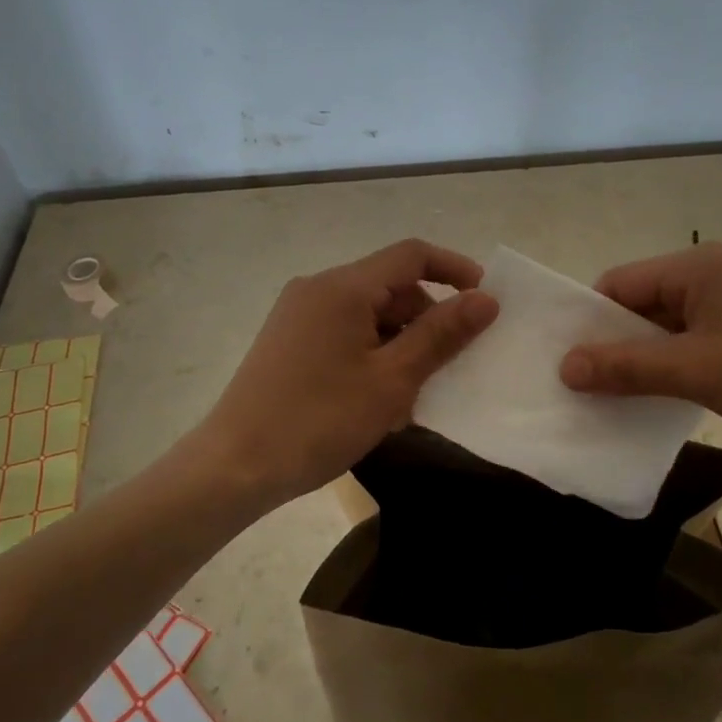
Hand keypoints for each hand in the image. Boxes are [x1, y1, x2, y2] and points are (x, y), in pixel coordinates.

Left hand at [196, 239, 498, 505]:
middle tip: (450, 363)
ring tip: (414, 390)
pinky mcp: (287, 340)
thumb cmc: (320, 420)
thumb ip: (441, 334)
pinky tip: (378, 394)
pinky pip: (344, 331)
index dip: (453, 268)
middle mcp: (317, 288)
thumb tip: (486, 299)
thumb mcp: (392, 380)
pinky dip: (372, 351)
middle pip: (389, 285)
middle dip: (427, 316)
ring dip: (400, 340)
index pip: (411, 255)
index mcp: (343, 287)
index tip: (485, 299)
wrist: (235, 466)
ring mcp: (297, 314)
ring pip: (367, 312)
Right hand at [558, 242, 721, 467]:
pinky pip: (698, 339)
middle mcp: (715, 272)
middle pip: (643, 303)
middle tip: (588, 388)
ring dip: (647, 358)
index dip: (590, 322)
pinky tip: (667, 396)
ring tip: (622, 398)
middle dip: (616, 343)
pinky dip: (678, 364)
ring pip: (670, 325)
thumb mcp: (697, 372)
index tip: (569, 365)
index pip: (619, 284)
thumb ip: (627, 367)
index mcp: (698, 266)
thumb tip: (564, 366)